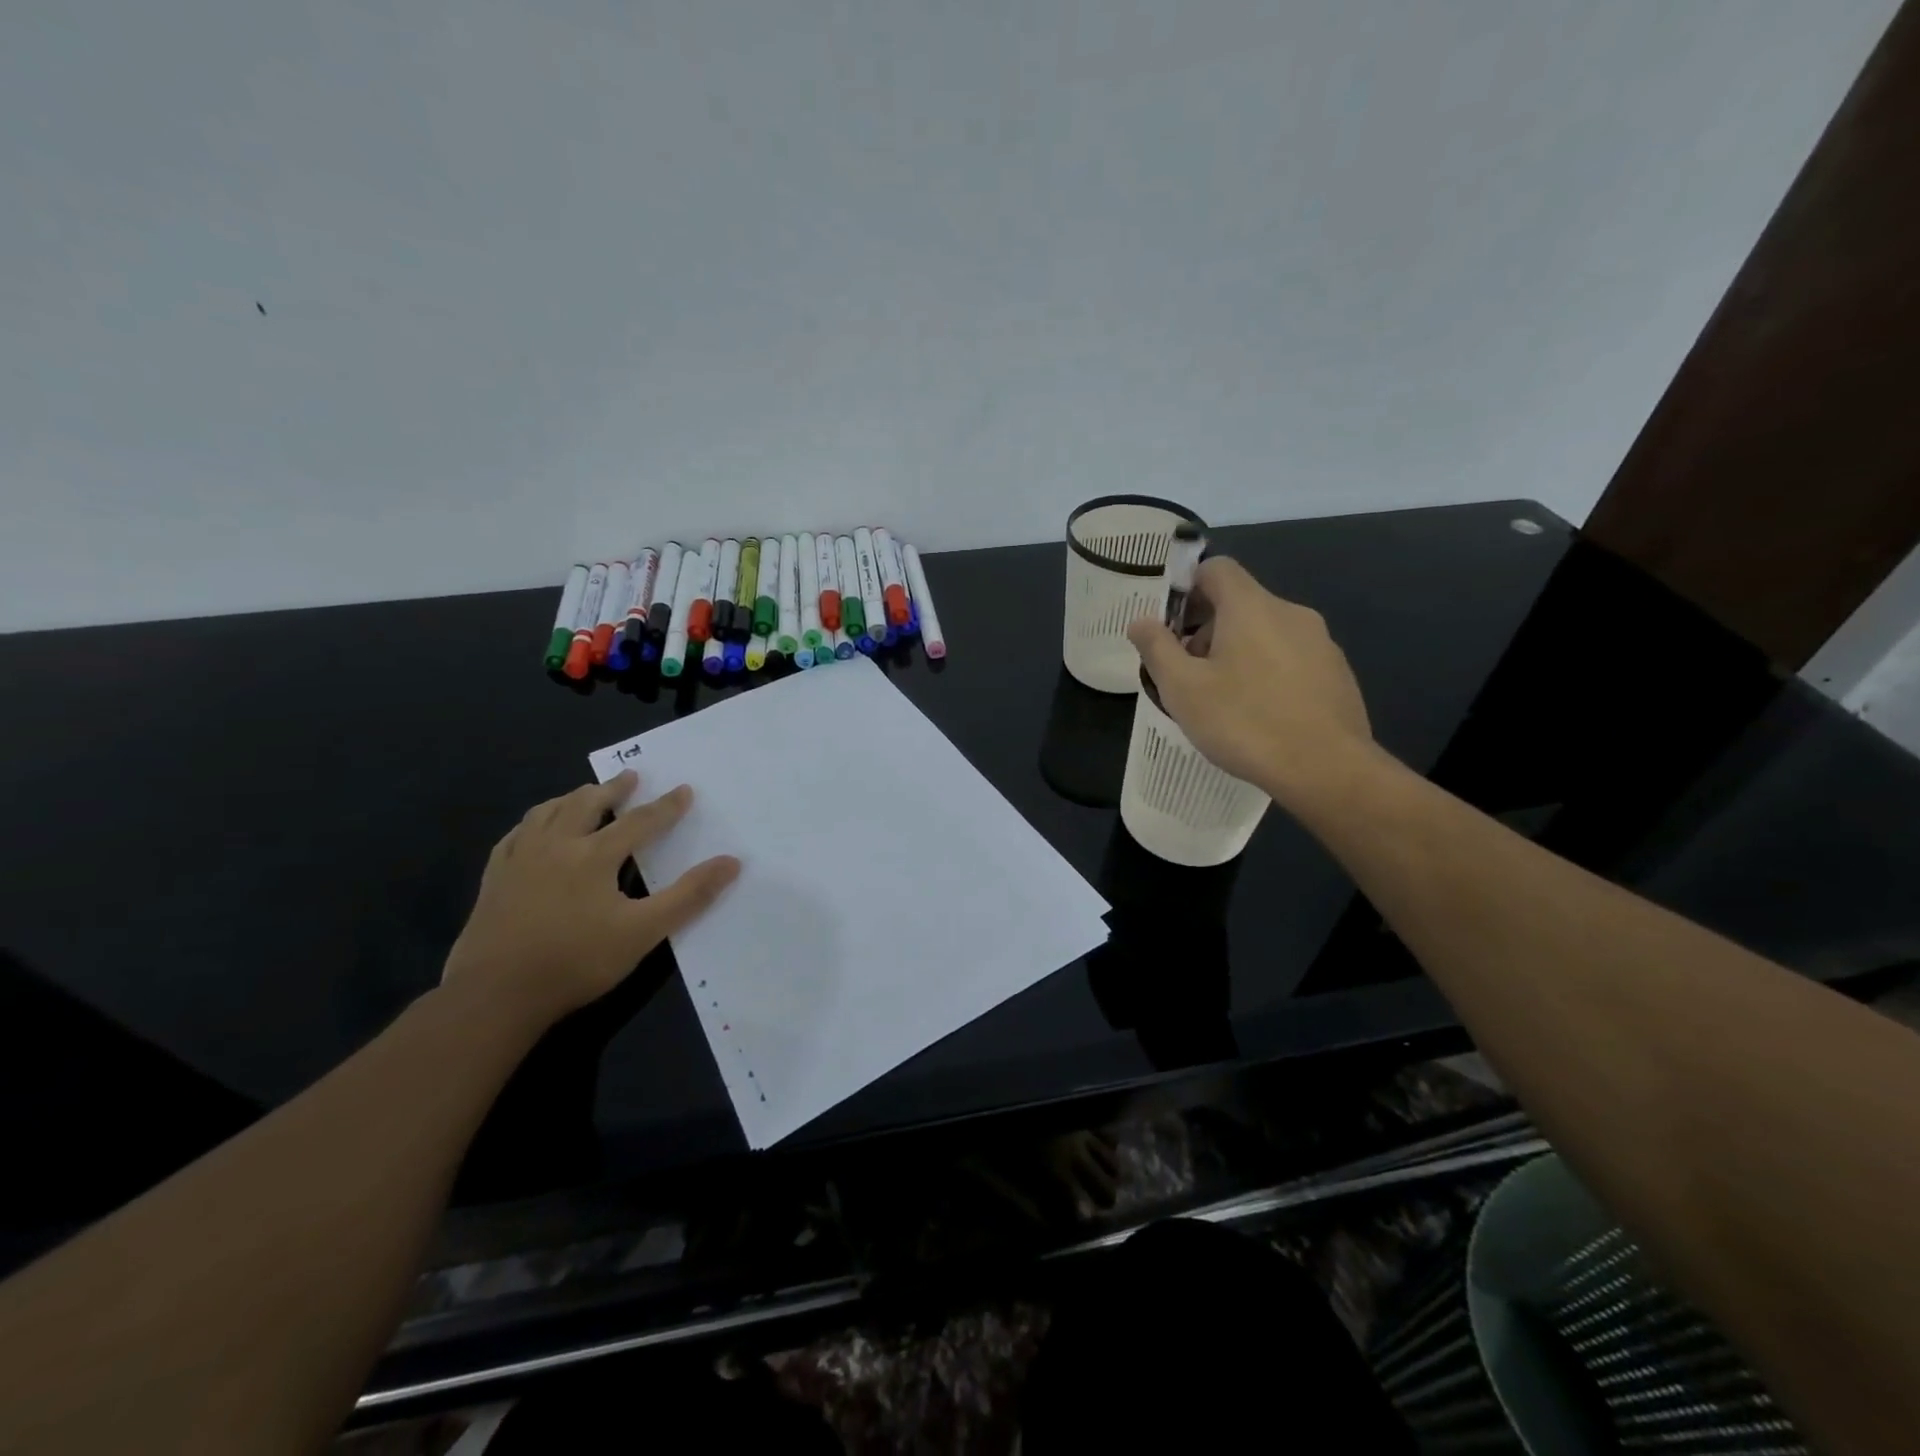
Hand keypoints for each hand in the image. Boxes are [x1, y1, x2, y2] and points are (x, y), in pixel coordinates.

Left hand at [441, 771, 739, 1028]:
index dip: (665, 806)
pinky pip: (515, 836)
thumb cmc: (576, 961)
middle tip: (630, 778)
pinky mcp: (494, 879)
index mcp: (594, 855)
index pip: (639, 822)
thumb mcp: (644, 931)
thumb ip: (689, 896)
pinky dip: (534, 822)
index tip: (684, 790)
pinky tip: (535, 829)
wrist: (495, 996)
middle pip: (586, 804)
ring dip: (572, 798)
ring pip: (547, 812)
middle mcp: (556, 846)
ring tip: (585, 794)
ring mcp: (519, 860)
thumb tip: (731, 862)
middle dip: (612, 789)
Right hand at [1126, 557, 1373, 804]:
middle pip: (1240, 602)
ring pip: (1266, 631)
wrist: (1326, 769)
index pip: (1216, 568)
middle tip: (1187, 672)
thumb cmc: (1244, 722)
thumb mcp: (1183, 688)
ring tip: (1221, 698)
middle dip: (1207, 628)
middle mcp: (1290, 612)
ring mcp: (1320, 642)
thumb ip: (1157, 648)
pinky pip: (1291, 657)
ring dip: (1237, 651)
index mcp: (1251, 606)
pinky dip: (1268, 671)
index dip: (1187, 588)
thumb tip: (1140, 621)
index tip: (1170, 625)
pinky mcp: (1336, 672)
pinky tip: (1259, 713)